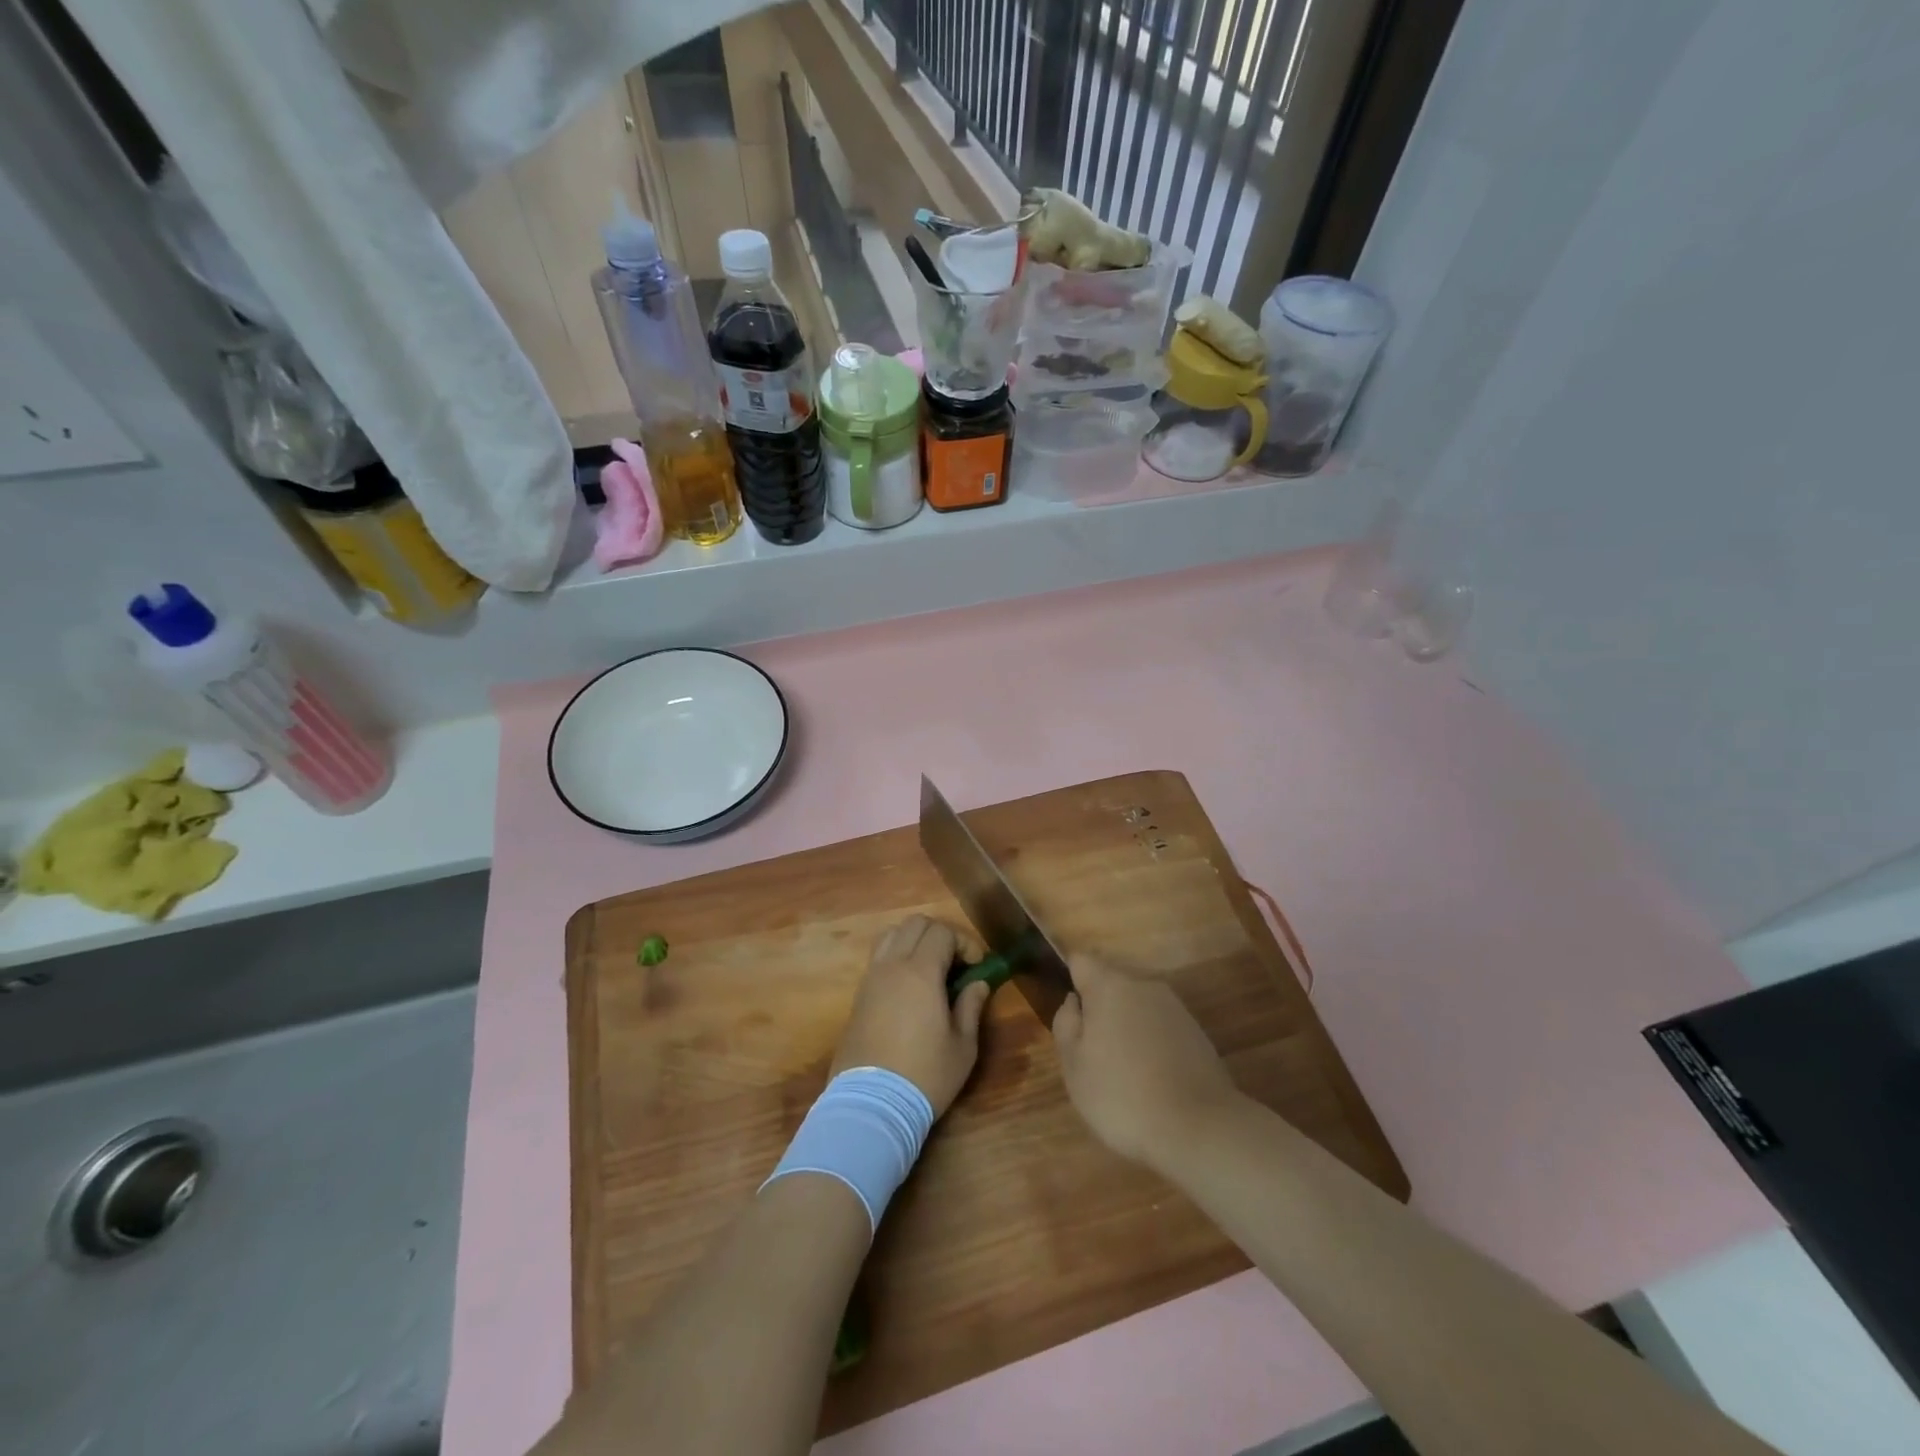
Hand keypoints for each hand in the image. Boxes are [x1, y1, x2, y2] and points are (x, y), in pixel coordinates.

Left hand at [833, 915, 991, 1117]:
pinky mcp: (858, 996)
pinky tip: (910, 988)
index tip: (978, 967)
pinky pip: (878, 958)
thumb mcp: (962, 1046)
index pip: (942, 932)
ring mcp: (870, 979)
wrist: (870, 1105)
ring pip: (891, 935)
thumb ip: (971, 1007)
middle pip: (915, 924)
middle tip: (956, 964)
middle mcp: (892, 966)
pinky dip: (896, 958)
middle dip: (940, 935)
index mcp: (920, 972)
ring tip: (931, 970)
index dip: (965, 943)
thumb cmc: (924, 1075)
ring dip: (914, 942)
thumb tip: (978, 984)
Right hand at [1052, 954, 1243, 1168]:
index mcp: (1109, 987)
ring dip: (1127, 1029)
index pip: (1081, 962)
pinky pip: (1161, 1029)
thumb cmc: (1122, 1095)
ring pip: (1138, 1008)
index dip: (1070, 978)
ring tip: (1124, 1074)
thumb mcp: (1074, 1067)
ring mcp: (1175, 1009)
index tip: (1068, 1010)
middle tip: (1092, 1054)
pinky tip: (1152, 1081)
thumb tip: (1073, 1001)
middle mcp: (1144, 986)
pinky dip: (1152, 1045)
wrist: (1199, 1128)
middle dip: (1100, 1010)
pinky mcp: (1198, 1033)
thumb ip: (1066, 1025)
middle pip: (1112, 986)